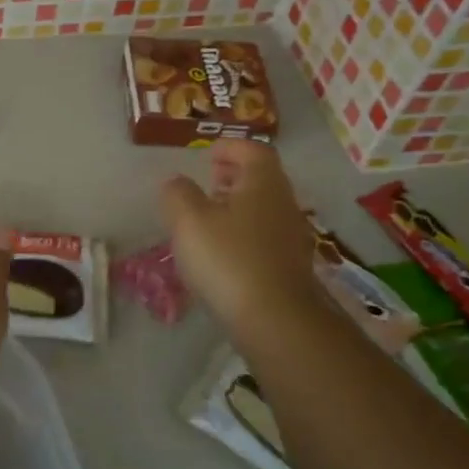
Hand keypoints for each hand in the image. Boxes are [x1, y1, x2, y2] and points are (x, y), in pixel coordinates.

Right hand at [159, 141, 326, 348]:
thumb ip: (178, 194)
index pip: (254, 150)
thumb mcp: (189, 221)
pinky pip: (266, 237)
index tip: (208, 154)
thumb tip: (176, 182)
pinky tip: (224, 252)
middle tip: (209, 181)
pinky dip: (245, 233)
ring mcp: (292, 238)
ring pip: (265, 208)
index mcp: (263, 183)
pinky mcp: (290, 267)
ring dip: (239, 205)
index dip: (231, 147)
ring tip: (210, 217)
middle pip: (262, 178)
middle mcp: (284, 204)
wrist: (276, 321)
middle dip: (235, 176)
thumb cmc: (229, 259)